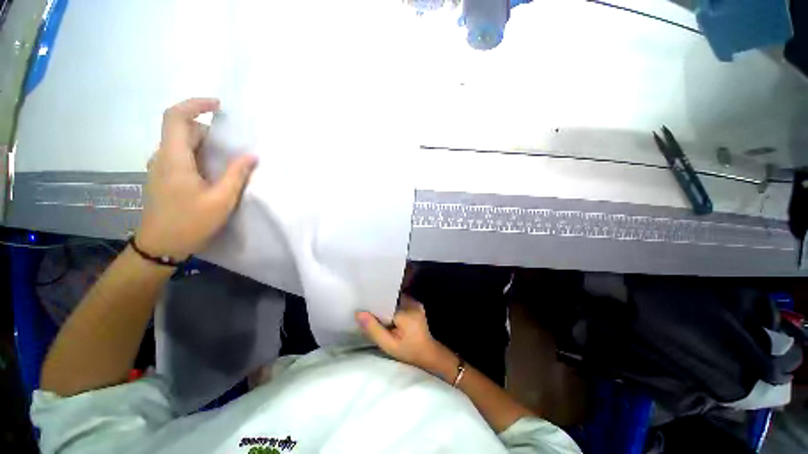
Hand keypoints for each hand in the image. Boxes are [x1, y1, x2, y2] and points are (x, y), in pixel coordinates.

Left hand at [136, 98, 256, 259]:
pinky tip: (213, 173)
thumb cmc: (190, 222)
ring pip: (182, 143)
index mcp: (174, 159)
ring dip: (205, 146)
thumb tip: (252, 155)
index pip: (176, 117)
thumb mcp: (221, 200)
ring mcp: (160, 167)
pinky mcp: (163, 176)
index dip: (195, 104)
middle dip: (209, 132)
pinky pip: (181, 156)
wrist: (160, 246)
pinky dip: (199, 155)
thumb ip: (236, 174)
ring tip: (228, 162)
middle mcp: (162, 157)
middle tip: (234, 148)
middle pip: (183, 129)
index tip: (218, 105)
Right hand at [356, 295, 456, 377]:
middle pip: (390, 298)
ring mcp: (415, 302)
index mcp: (406, 312)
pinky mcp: (416, 304)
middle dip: (379, 303)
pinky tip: (387, 313)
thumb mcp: (388, 345)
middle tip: (367, 308)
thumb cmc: (408, 351)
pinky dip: (393, 305)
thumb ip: (374, 329)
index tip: (363, 305)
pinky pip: (400, 300)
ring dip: (386, 304)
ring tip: (375, 310)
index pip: (386, 301)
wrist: (428, 352)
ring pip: (395, 298)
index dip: (374, 303)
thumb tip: (358, 313)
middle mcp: (412, 303)